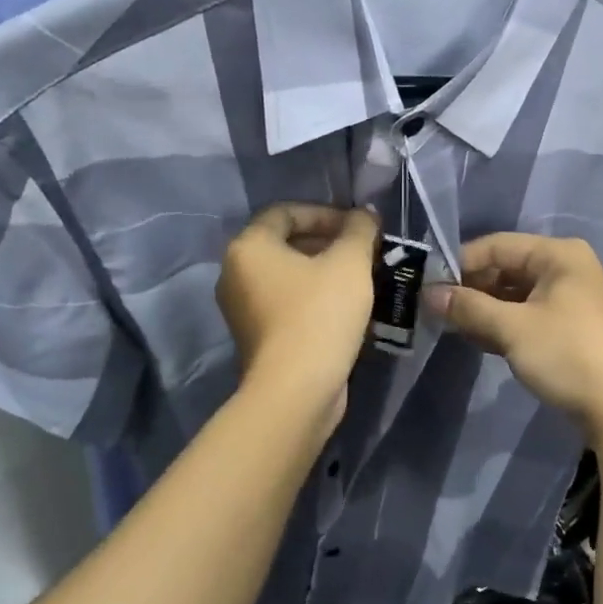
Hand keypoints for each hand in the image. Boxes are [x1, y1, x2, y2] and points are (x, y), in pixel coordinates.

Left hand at [217, 204, 380, 430]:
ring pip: (290, 276)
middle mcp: (236, 274)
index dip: (326, 212)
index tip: (358, 227)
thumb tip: (364, 215)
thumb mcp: (350, 262)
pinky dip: (316, 299)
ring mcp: (243, 310)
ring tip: (364, 279)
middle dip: (330, 243)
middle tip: (366, 252)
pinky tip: (350, 309)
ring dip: (327, 272)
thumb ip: (359, 230)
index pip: (286, 212)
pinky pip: (289, 304)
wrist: (297, 391)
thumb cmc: (320, 314)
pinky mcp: (258, 338)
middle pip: (287, 243)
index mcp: (248, 247)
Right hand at [426, 234, 602, 444]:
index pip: (496, 246)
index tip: (427, 286)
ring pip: (514, 296)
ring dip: (483, 310)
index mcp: (558, 255)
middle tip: (434, 310)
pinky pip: (526, 316)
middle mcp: (566, 269)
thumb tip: (428, 294)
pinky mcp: (570, 329)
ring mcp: (570, 300)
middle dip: (470, 289)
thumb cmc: (569, 354)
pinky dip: (502, 325)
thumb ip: (469, 307)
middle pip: (505, 269)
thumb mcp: (513, 328)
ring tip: (450, 326)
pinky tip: (476, 339)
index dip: (459, 264)